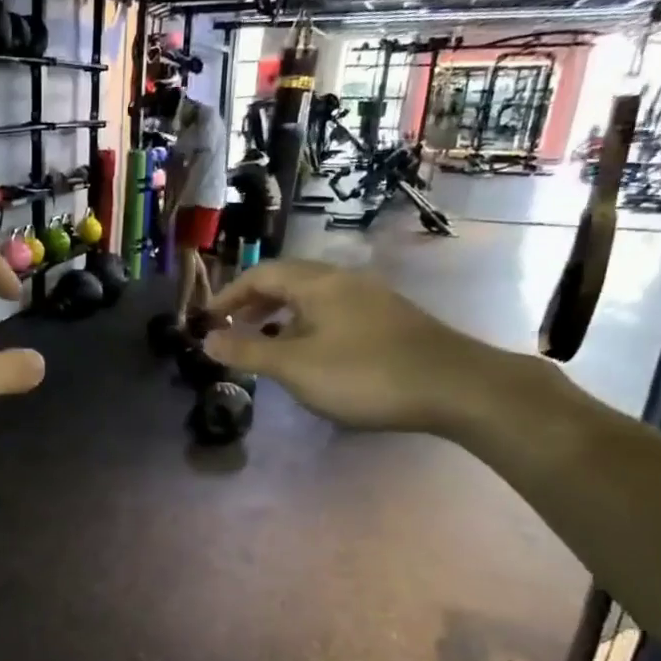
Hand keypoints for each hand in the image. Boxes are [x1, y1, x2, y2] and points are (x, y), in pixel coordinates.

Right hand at [202, 260, 501, 433]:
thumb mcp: (296, 366)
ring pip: (312, 298)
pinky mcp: (387, 321)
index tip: (208, 320)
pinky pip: (332, 313)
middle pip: (287, 281)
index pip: (261, 274)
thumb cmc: (364, 374)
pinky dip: (306, 326)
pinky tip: (310, 354)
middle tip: (232, 329)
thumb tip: (206, 338)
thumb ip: (248, 350)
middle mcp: (343, 281)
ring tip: (265, 343)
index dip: (229, 294)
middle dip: (254, 303)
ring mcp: (369, 299)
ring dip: (280, 316)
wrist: (454, 386)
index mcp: (317, 283)